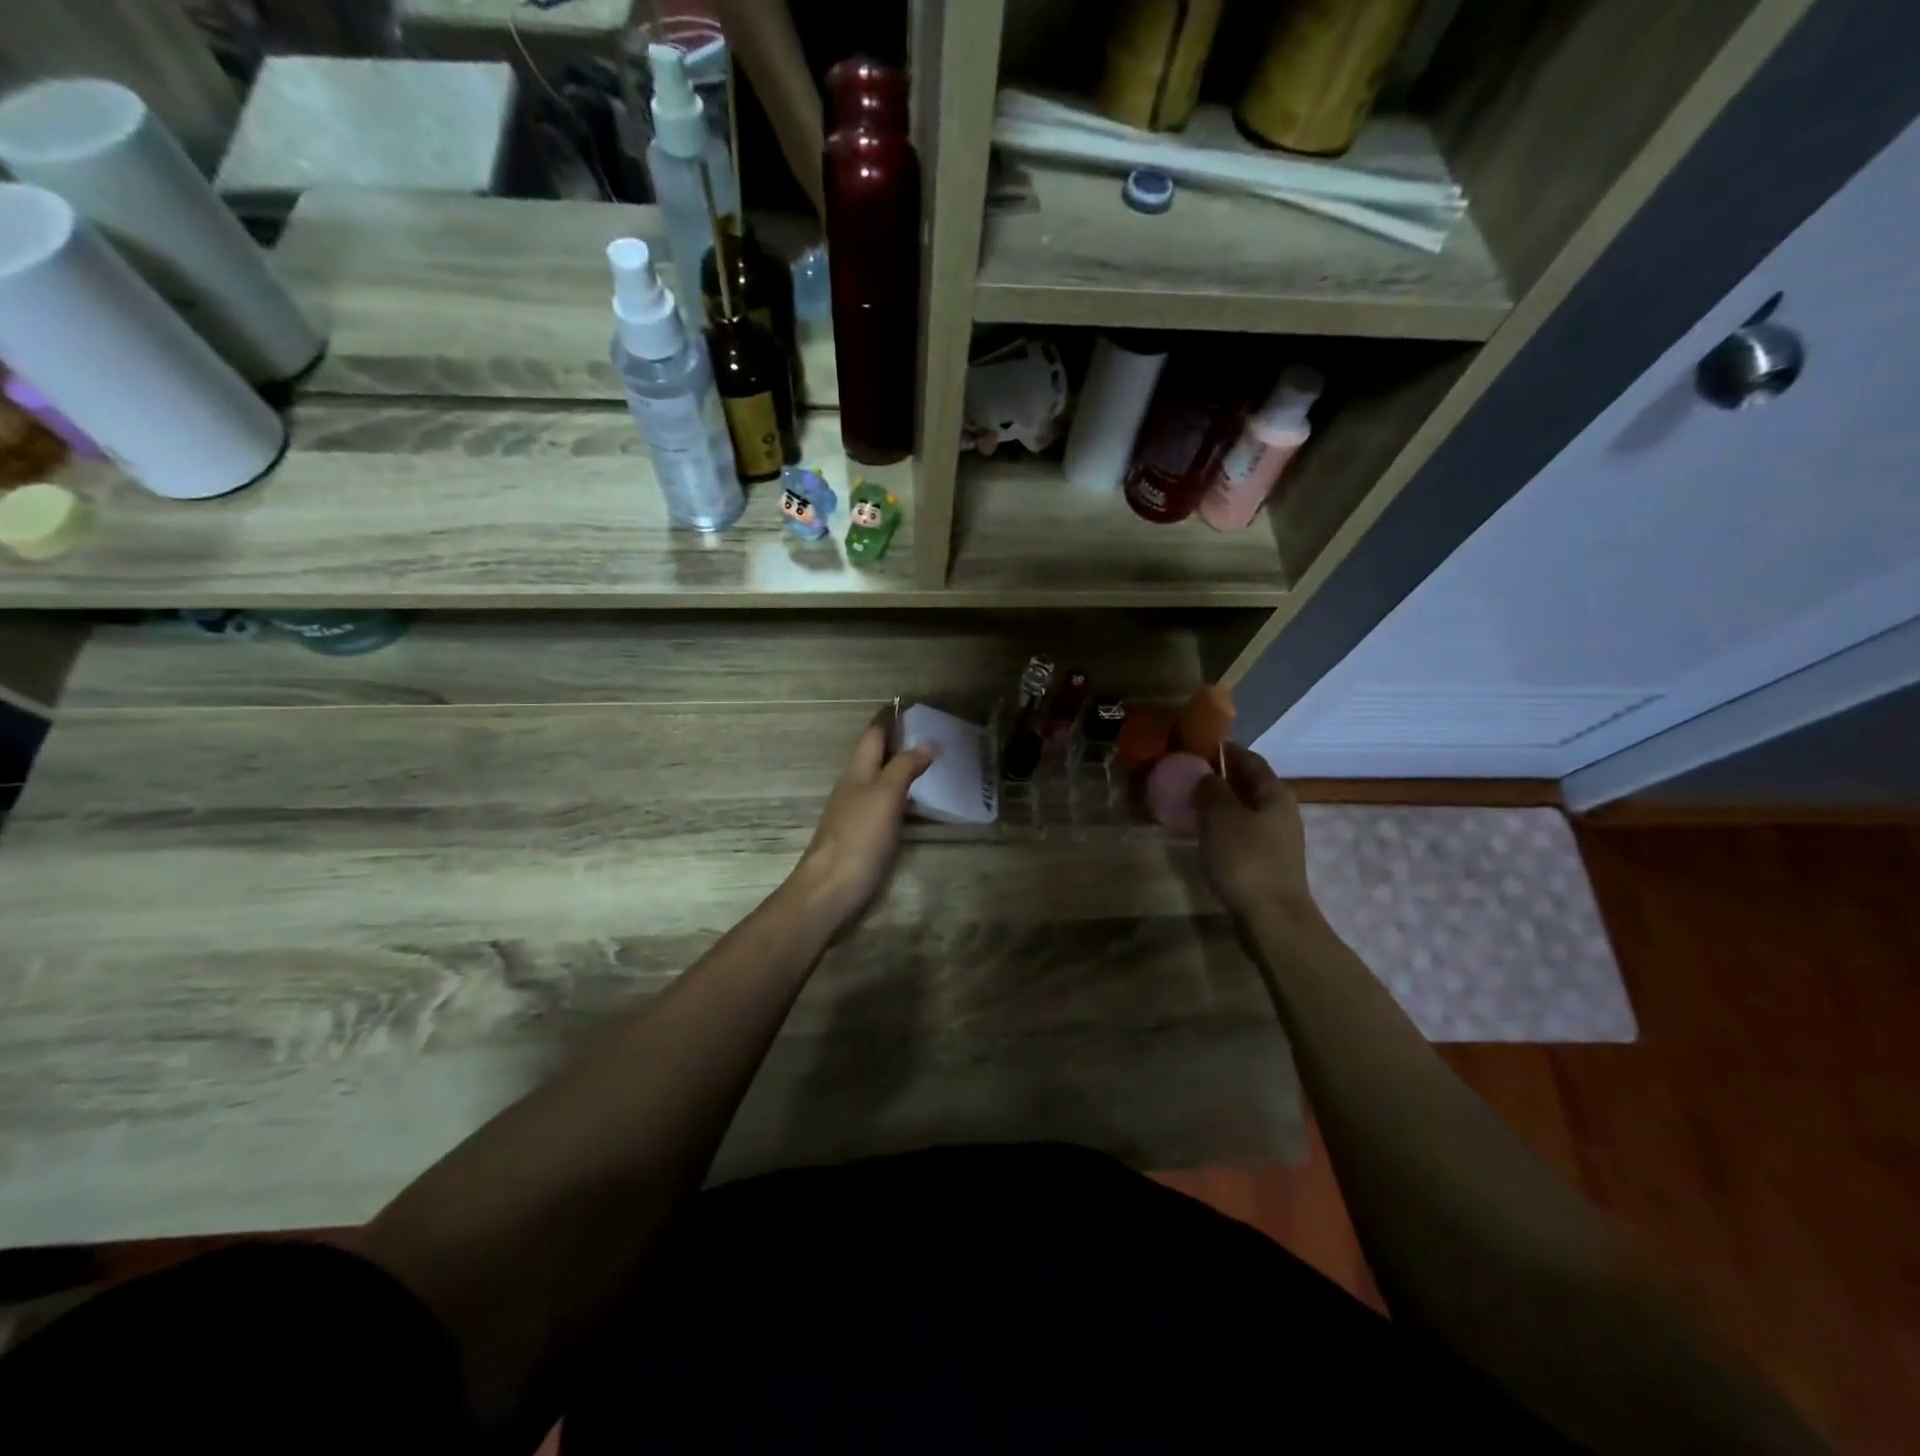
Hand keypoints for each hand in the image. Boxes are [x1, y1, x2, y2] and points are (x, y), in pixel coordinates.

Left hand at [792, 718, 932, 927]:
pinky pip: (886, 809)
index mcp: (857, 773)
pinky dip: (903, 800)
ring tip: (934, 768)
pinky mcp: (864, 840)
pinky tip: (918, 807)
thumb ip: (903, 768)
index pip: (873, 736)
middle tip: (935, 737)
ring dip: (902, 772)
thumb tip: (924, 743)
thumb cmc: (858, 838)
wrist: (831, 891)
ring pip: (881, 783)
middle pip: (876, 758)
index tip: (912, 707)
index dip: (889, 720)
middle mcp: (855, 789)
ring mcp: (857, 815)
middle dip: (900, 745)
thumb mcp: (884, 796)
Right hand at [1193, 744, 1315, 918]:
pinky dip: (1224, 825)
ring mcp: (1277, 837)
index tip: (1194, 746)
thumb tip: (1206, 776)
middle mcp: (1281, 810)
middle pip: (1249, 783)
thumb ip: (1211, 790)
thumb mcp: (1221, 817)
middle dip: (1220, 776)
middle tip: (1186, 774)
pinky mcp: (1268, 860)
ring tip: (1189, 803)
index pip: (1248, 758)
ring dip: (1220, 803)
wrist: (1272, 918)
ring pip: (1245, 808)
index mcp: (1274, 792)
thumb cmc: (1246, 859)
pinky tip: (1204, 833)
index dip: (1223, 750)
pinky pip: (1243, 831)